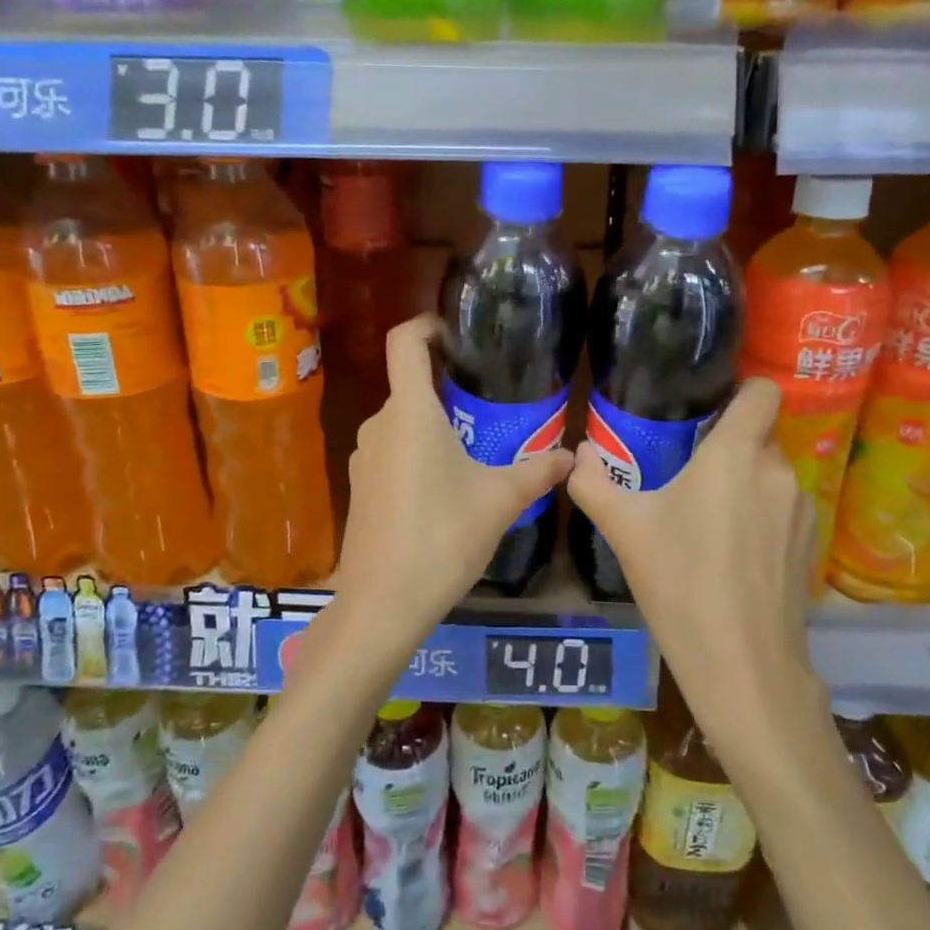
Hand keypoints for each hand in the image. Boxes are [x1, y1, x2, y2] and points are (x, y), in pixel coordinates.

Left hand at [333, 315, 574, 656]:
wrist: (382, 604)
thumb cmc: (442, 538)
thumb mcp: (500, 502)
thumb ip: (538, 471)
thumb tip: (571, 457)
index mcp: (410, 413)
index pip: (404, 342)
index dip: (426, 324)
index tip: (456, 333)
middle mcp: (379, 425)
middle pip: (410, 386)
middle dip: (447, 390)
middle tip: (490, 405)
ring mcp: (362, 457)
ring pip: (402, 423)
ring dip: (434, 427)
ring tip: (474, 451)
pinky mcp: (358, 487)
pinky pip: (391, 452)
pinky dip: (417, 455)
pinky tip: (444, 491)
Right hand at [567, 378, 816, 732]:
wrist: (743, 665)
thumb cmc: (680, 584)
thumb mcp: (625, 531)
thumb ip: (594, 484)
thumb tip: (578, 456)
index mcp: (735, 455)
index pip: (762, 392)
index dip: (742, 390)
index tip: (710, 408)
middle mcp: (777, 471)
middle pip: (759, 435)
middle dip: (728, 446)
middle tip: (689, 473)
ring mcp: (801, 509)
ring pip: (771, 474)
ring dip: (744, 483)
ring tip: (708, 518)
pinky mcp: (810, 544)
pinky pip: (783, 508)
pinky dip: (762, 515)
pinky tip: (733, 553)